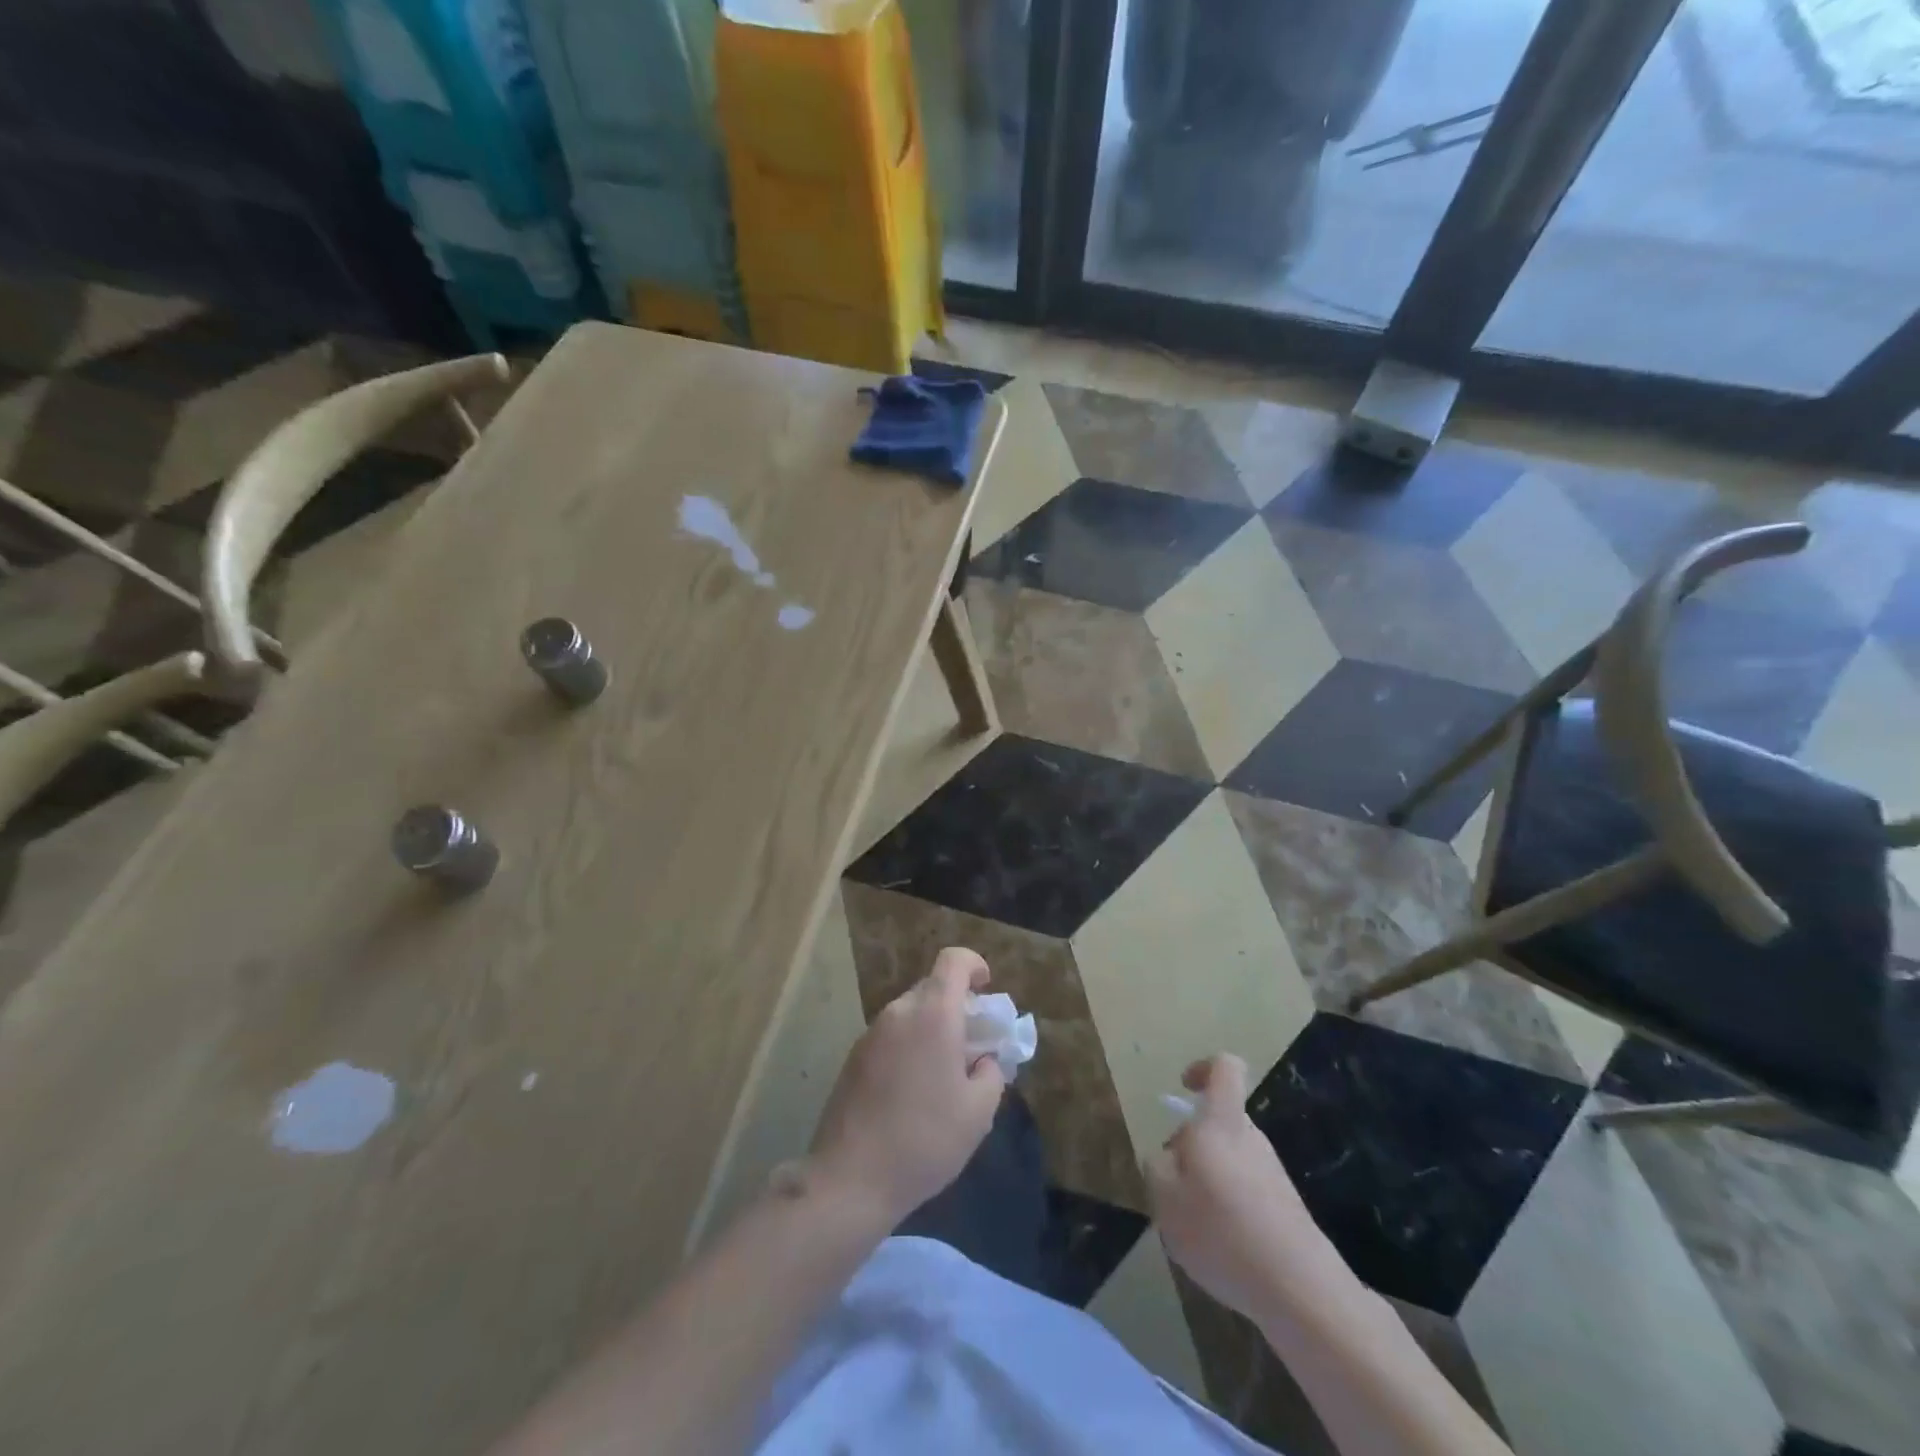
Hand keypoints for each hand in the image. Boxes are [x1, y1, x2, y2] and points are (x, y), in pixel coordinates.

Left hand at [806, 948, 1005, 1229]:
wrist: (850, 1178)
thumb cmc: (925, 1140)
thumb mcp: (978, 1112)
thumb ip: (991, 1073)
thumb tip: (983, 1059)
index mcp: (933, 1014)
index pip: (953, 961)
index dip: (974, 964)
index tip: (987, 989)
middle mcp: (899, 1013)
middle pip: (932, 987)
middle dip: (957, 1005)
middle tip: (973, 1044)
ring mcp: (871, 1034)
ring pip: (910, 1013)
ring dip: (932, 1027)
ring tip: (945, 1073)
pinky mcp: (853, 1058)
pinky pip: (891, 1036)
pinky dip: (910, 1046)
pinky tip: (914, 1091)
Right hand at [1144, 1055, 1327, 1324]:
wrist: (1300, 1292)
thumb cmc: (1222, 1232)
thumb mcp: (1165, 1198)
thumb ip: (1158, 1166)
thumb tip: (1169, 1156)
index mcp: (1222, 1124)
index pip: (1224, 1068)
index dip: (1202, 1068)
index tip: (1184, 1088)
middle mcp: (1251, 1139)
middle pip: (1219, 1122)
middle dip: (1192, 1146)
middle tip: (1173, 1186)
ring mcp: (1272, 1174)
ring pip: (1229, 1160)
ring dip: (1207, 1182)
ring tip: (1194, 1227)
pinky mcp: (1285, 1209)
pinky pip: (1245, 1192)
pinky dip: (1227, 1211)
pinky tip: (1222, 1250)